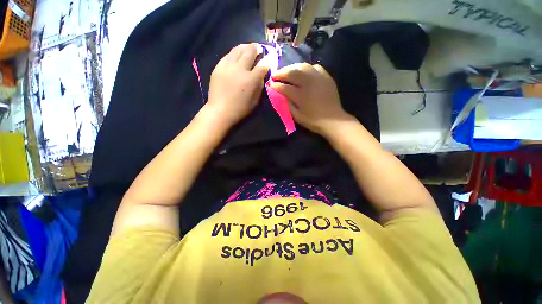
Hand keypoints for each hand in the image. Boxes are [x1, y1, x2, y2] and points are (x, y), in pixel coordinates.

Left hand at [206, 43, 268, 127]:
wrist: (220, 111)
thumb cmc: (240, 109)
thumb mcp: (255, 101)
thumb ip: (260, 85)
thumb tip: (262, 74)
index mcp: (251, 79)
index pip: (263, 64)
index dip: (269, 59)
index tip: (271, 56)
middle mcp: (240, 69)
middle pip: (250, 51)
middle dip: (257, 48)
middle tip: (260, 48)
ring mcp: (227, 66)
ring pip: (238, 49)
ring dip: (245, 47)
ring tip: (248, 48)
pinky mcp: (218, 67)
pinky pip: (228, 55)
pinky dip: (235, 53)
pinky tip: (236, 56)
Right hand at [269, 63, 352, 135]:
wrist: (333, 120)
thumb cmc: (313, 121)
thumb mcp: (297, 116)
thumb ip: (287, 104)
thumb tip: (280, 95)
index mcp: (301, 96)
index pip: (285, 87)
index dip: (276, 85)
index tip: (270, 84)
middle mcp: (309, 83)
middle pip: (292, 72)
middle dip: (281, 72)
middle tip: (275, 74)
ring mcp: (319, 78)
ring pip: (303, 66)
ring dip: (292, 67)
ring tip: (286, 71)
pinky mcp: (326, 77)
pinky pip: (314, 67)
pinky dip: (306, 68)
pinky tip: (302, 71)